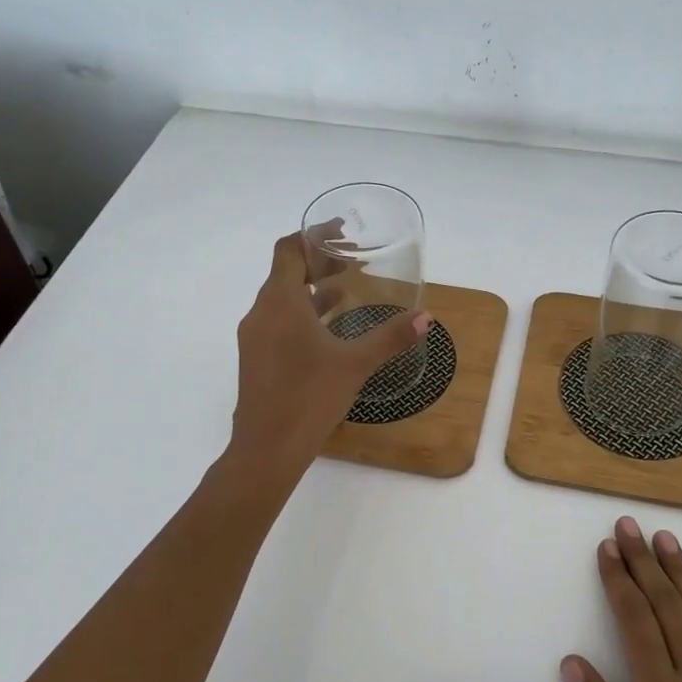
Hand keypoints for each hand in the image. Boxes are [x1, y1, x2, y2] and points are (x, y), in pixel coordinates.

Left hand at [227, 232, 427, 478]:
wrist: (267, 449)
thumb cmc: (309, 398)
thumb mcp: (355, 364)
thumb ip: (390, 337)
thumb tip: (425, 317)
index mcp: (280, 303)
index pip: (288, 250)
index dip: (313, 235)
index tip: (341, 232)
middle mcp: (261, 313)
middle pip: (286, 272)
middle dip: (319, 262)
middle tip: (353, 260)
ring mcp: (255, 337)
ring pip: (283, 298)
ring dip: (312, 288)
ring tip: (348, 287)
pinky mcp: (257, 358)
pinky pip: (280, 321)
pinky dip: (304, 313)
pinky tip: (330, 327)